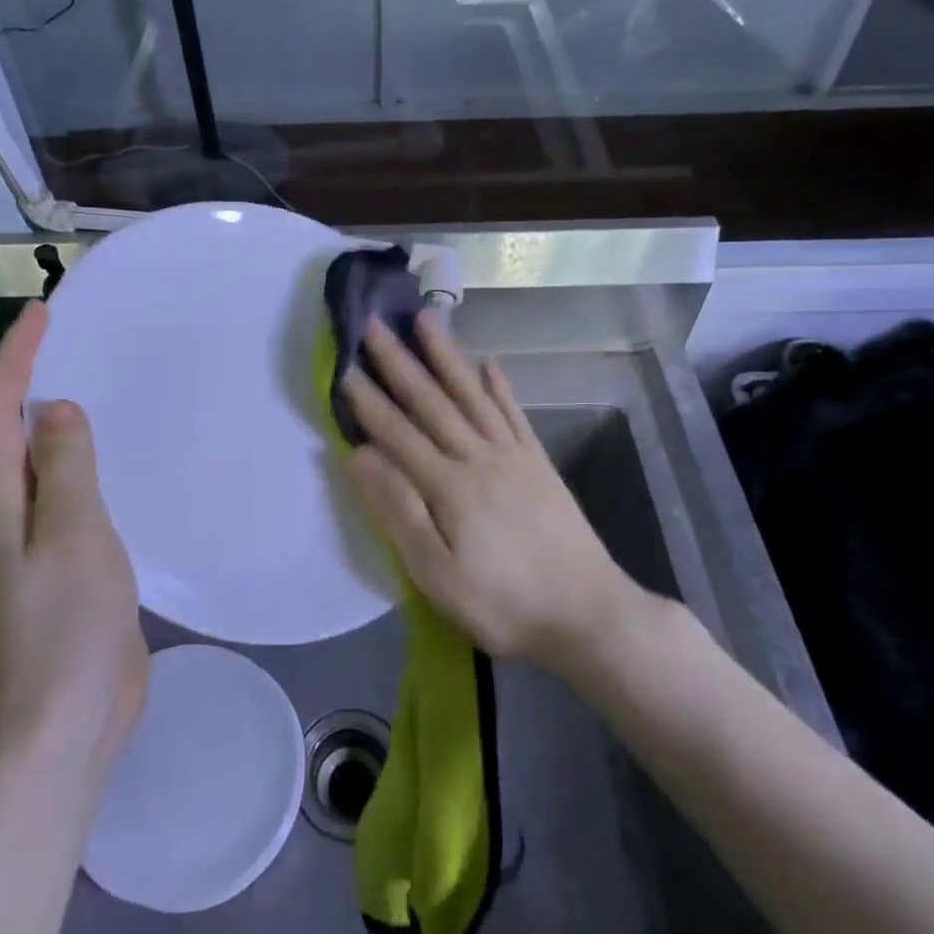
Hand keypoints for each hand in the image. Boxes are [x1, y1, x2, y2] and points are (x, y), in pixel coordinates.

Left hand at [0, 301, 147, 774]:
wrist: (68, 719)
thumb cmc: (67, 626)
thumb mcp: (73, 535)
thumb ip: (66, 468)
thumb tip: (58, 407)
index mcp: (3, 501)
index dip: (17, 358)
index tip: (44, 313)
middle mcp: (13, 511)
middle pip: (13, 429)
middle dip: (33, 376)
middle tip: (76, 337)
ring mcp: (41, 538)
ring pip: (46, 460)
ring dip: (61, 416)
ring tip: (100, 381)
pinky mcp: (71, 559)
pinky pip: (75, 491)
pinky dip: (89, 459)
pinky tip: (118, 457)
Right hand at [341, 310, 638, 673]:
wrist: (587, 613)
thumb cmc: (503, 603)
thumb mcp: (437, 574)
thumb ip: (399, 511)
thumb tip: (362, 456)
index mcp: (448, 485)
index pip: (398, 432)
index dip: (369, 399)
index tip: (345, 364)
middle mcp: (479, 457)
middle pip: (432, 402)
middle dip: (400, 362)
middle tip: (376, 324)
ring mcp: (513, 456)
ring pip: (472, 395)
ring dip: (448, 357)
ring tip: (428, 320)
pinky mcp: (539, 464)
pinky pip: (515, 415)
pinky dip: (500, 387)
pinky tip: (491, 364)